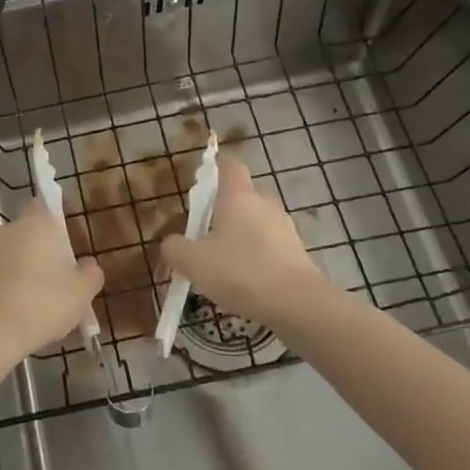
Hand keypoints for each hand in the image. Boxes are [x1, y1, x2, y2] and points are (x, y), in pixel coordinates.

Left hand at [0, 200, 103, 372]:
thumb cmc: (42, 304)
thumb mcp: (81, 292)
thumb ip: (90, 273)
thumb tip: (88, 265)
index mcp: (34, 223)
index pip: (43, 204)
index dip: (55, 220)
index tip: (66, 243)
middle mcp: (4, 230)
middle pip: (26, 234)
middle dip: (40, 251)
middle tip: (57, 280)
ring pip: (8, 257)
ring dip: (20, 272)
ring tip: (37, 305)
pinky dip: (4, 290)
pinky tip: (16, 316)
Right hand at [160, 157, 328, 329]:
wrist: (297, 304)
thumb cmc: (240, 271)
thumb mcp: (193, 262)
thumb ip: (175, 248)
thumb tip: (172, 242)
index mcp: (238, 196)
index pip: (229, 165)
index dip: (214, 169)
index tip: (200, 185)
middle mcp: (264, 203)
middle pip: (241, 196)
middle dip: (222, 211)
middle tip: (202, 236)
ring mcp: (284, 228)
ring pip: (255, 223)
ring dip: (239, 237)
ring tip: (222, 265)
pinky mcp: (297, 252)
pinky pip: (269, 246)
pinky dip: (256, 256)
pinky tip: (244, 281)